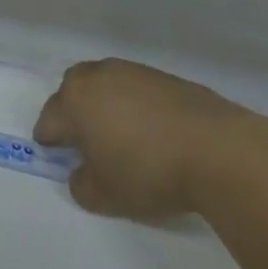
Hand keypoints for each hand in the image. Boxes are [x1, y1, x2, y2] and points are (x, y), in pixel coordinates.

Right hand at [33, 59, 267, 222]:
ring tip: (123, 136)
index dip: (49, 140)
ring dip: (107, 107)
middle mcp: (98, 76)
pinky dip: (138, 107)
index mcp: (75, 99)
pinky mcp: (166, 78)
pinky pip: (138, 91)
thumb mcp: (106, 195)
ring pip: (107, 87)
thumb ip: (82, 185)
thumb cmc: (149, 171)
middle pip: (74, 91)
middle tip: (85, 141)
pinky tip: (154, 132)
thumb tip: (81, 174)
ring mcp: (134, 72)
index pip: (49, 120)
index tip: (54, 154)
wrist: (219, 150)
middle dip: (74, 113)